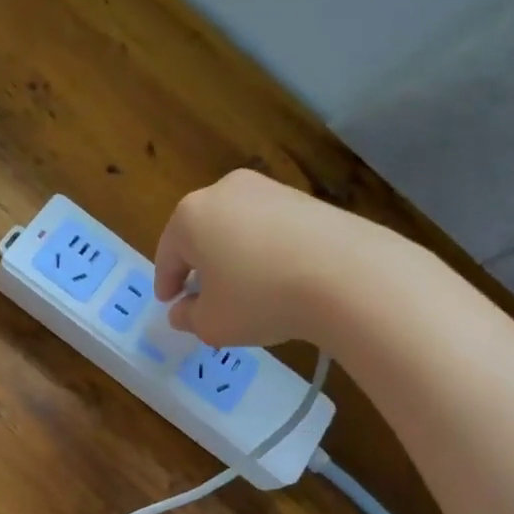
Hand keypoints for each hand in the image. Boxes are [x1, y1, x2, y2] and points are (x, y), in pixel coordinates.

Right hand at [153, 168, 363, 347]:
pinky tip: (279, 279)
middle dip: (200, 265)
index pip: (168, 253)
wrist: (347, 275)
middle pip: (202, 233)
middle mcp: (225, 191)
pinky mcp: (306, 199)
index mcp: (191, 216)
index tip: (169, 303)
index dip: (166, 282)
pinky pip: (272, 229)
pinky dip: (266, 252)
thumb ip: (188, 318)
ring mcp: (269, 190)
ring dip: (234, 257)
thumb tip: (182, 311)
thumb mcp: (212, 323)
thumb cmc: (260, 298)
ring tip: (244, 290)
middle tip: (203, 296)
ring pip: (238, 228)